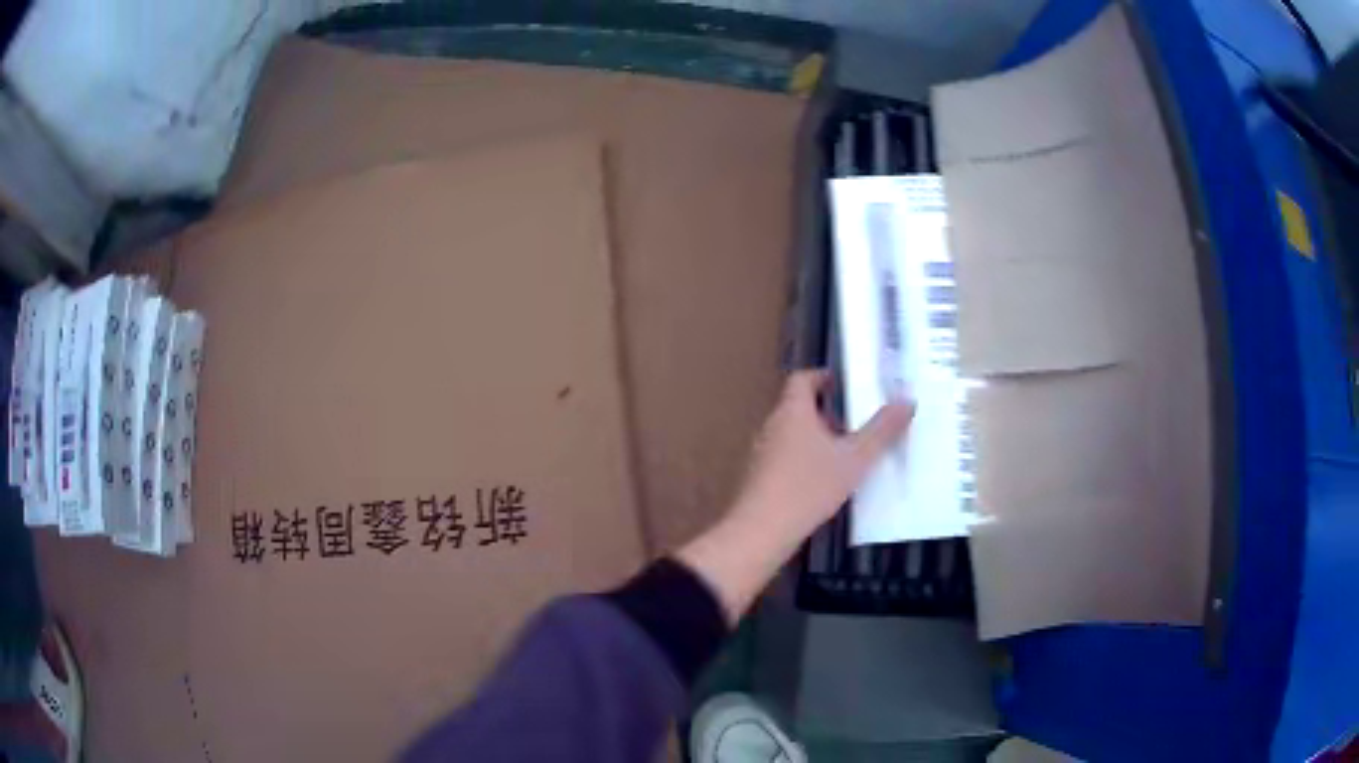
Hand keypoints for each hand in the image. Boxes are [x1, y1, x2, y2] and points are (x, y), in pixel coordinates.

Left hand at [730, 369, 913, 538]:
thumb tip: (907, 401)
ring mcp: (762, 452)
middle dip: (829, 412)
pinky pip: (785, 457)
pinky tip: (825, 482)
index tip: (850, 387)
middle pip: (799, 407)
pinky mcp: (759, 477)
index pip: (803, 378)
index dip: (825, 378)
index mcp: (792, 411)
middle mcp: (772, 425)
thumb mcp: (854, 459)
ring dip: (818, 438)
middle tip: (857, 424)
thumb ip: (882, 431)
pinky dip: (805, 460)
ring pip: (793, 434)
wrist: (762, 530)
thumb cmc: (809, 486)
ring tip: (847, 454)